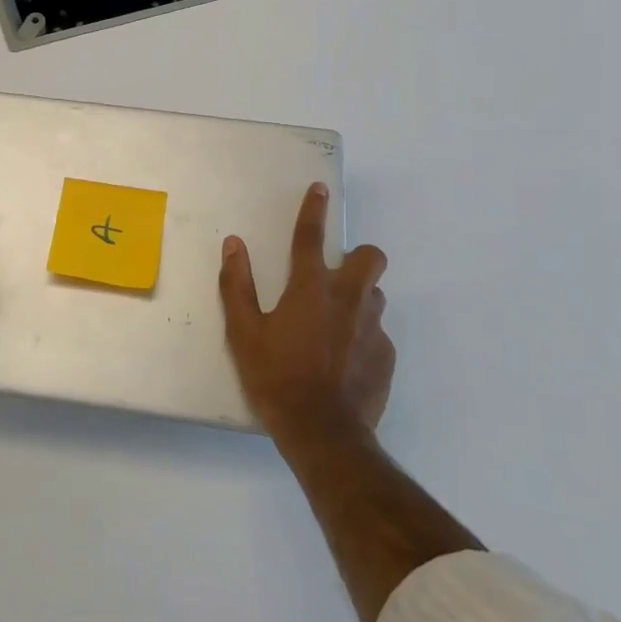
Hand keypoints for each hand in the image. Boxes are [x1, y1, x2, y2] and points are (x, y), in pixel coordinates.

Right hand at [217, 182, 393, 440]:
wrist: (323, 432)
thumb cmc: (276, 378)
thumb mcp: (243, 333)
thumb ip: (237, 285)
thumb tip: (234, 245)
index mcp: (311, 288)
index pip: (311, 236)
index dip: (313, 209)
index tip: (320, 189)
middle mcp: (348, 299)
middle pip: (370, 257)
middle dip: (359, 255)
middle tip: (336, 274)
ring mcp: (373, 328)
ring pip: (375, 295)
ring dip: (358, 297)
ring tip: (335, 323)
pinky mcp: (387, 355)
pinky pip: (377, 333)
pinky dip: (362, 336)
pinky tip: (344, 360)